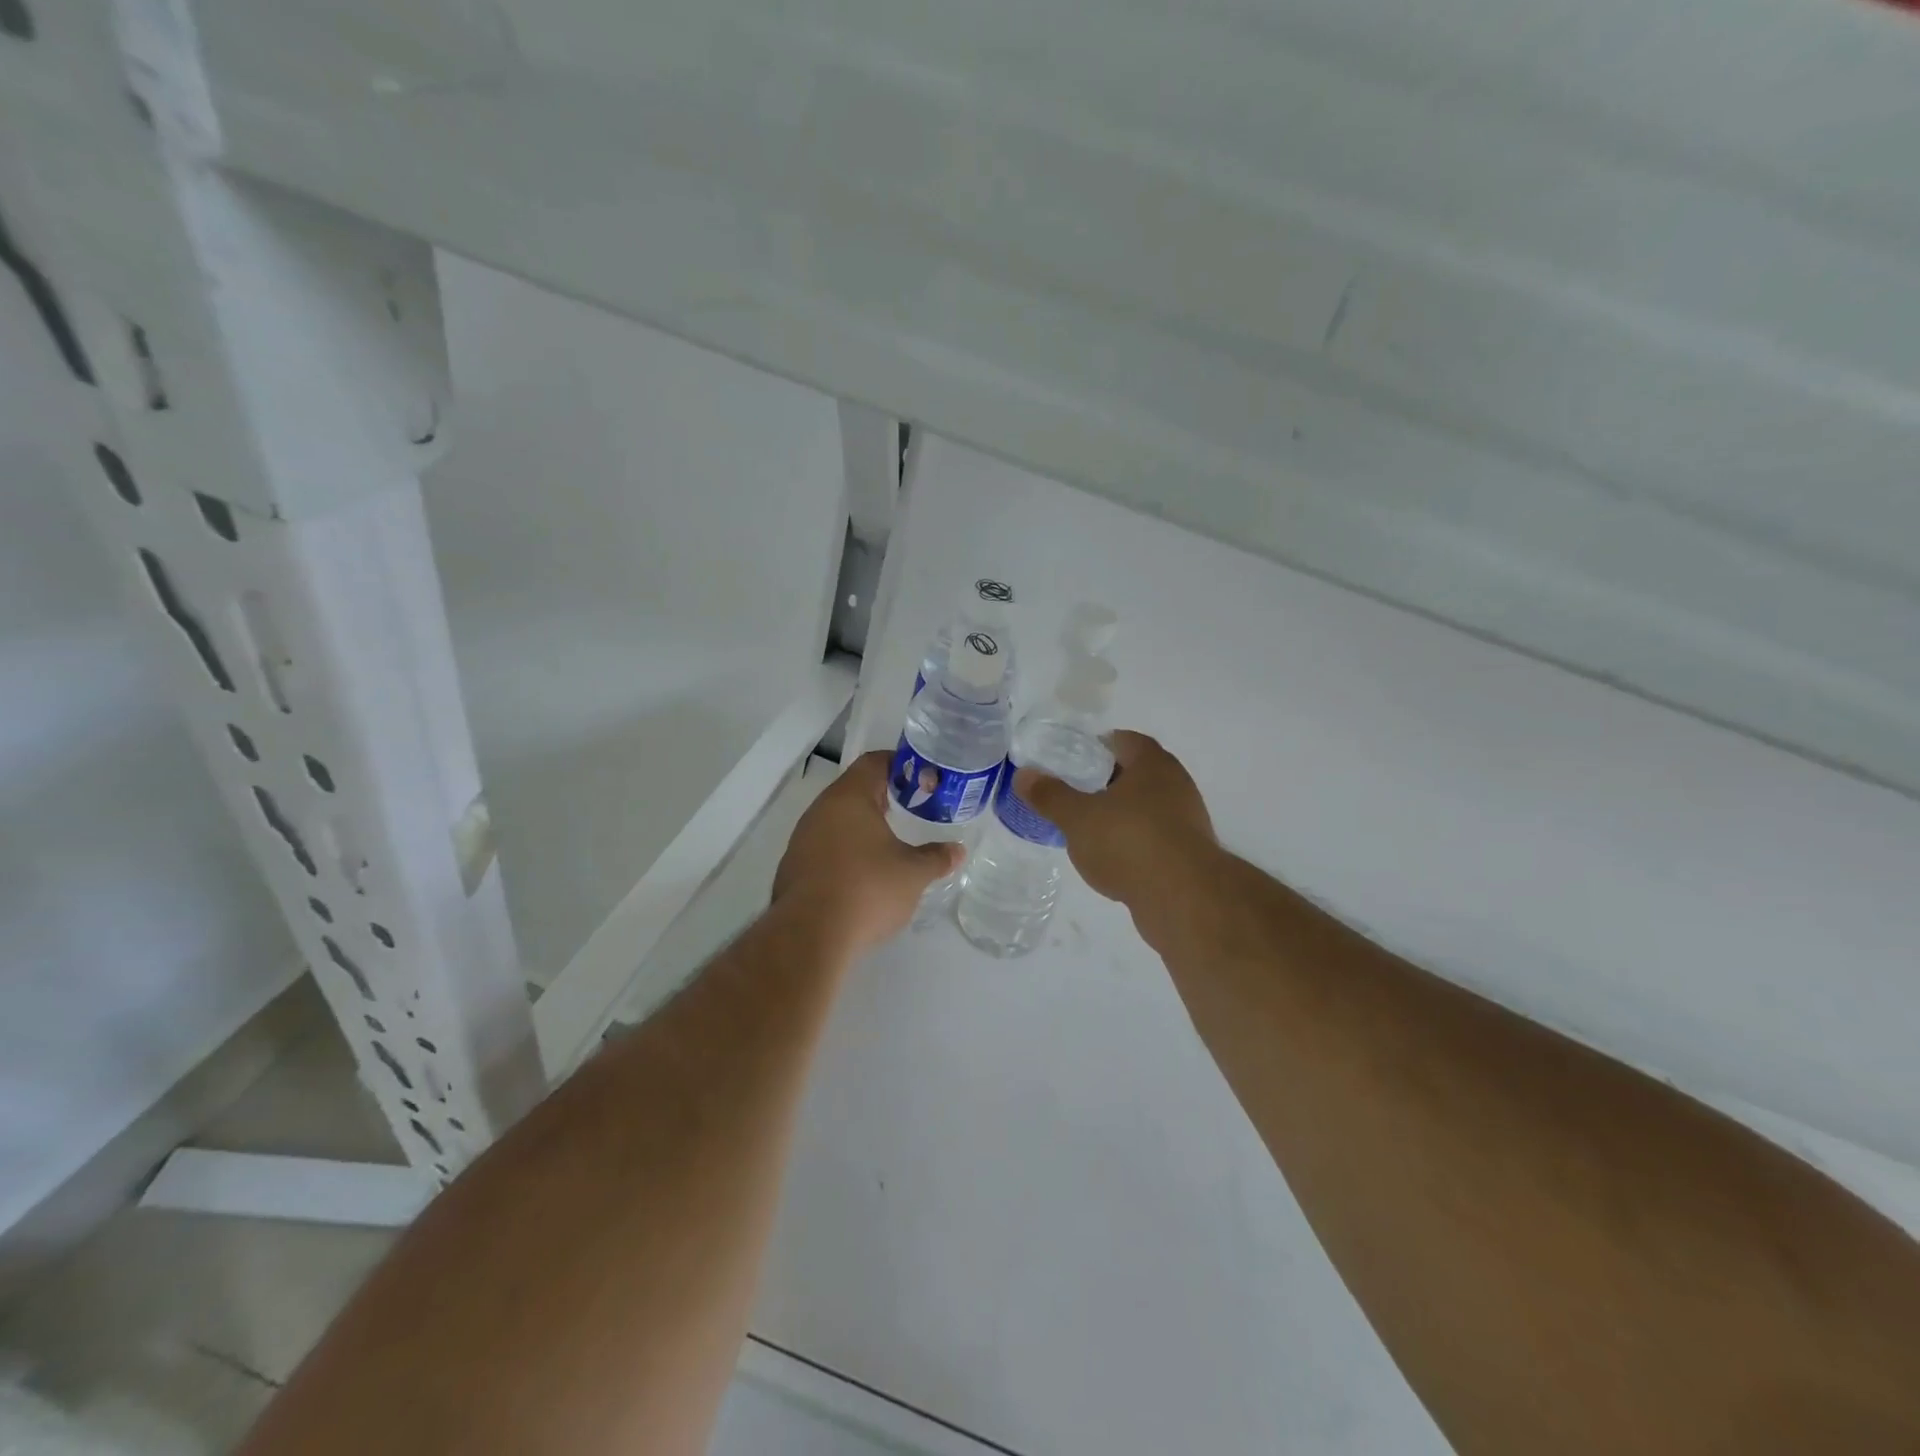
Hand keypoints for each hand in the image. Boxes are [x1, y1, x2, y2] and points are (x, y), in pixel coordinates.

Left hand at [773, 751, 963, 956]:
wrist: (809, 936)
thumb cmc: (867, 890)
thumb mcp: (913, 874)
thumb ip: (936, 857)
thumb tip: (957, 850)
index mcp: (849, 798)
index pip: (874, 762)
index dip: (901, 765)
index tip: (923, 779)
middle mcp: (820, 810)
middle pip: (854, 790)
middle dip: (884, 796)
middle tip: (912, 808)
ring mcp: (802, 839)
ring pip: (837, 820)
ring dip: (862, 826)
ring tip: (890, 843)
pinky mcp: (793, 868)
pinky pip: (824, 847)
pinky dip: (846, 851)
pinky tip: (863, 874)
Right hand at [1013, 730, 1215, 906]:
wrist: (1184, 899)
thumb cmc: (1129, 843)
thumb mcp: (1078, 818)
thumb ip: (1050, 795)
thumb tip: (1023, 775)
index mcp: (1152, 763)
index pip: (1122, 740)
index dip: (1094, 747)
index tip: (1069, 762)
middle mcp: (1175, 783)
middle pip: (1134, 773)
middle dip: (1103, 782)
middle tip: (1071, 795)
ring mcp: (1186, 819)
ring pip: (1144, 807)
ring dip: (1118, 814)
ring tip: (1086, 829)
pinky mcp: (1188, 852)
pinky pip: (1153, 836)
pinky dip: (1132, 841)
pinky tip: (1110, 859)